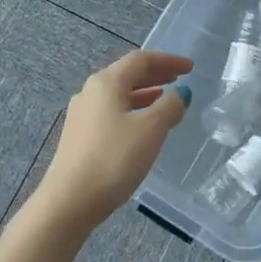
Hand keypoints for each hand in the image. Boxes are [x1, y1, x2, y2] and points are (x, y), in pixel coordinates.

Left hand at [32, 50, 192, 237]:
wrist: (70, 201)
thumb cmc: (113, 159)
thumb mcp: (150, 130)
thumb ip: (169, 107)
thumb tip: (181, 93)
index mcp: (106, 82)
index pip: (140, 60)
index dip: (167, 61)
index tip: (190, 67)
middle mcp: (90, 92)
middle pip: (127, 74)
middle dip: (155, 75)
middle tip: (179, 78)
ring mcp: (82, 114)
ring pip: (118, 95)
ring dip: (144, 93)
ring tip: (166, 100)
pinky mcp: (79, 136)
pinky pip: (111, 112)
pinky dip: (132, 110)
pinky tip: (142, 126)